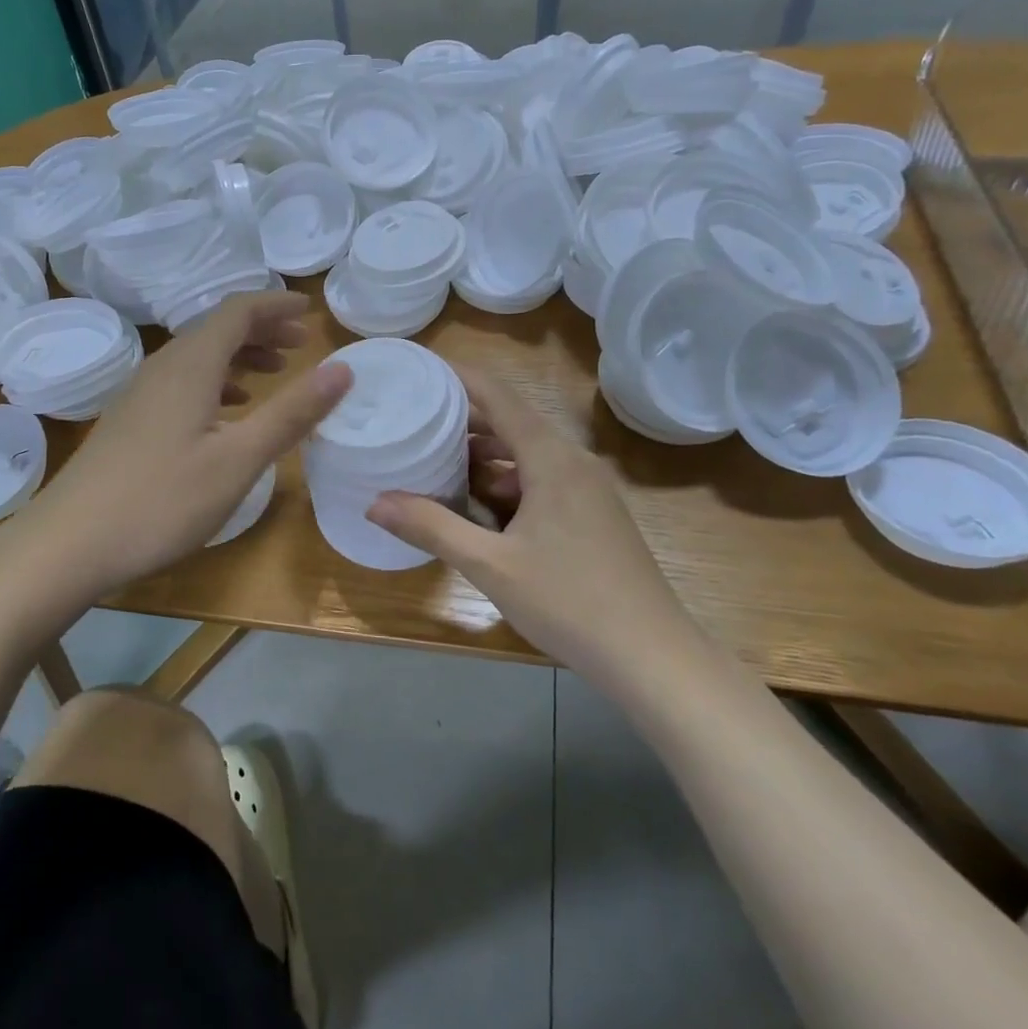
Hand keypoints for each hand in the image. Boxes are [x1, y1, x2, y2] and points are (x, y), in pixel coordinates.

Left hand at [15, 291, 350, 600]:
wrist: (69, 543)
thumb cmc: (161, 500)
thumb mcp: (238, 459)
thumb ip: (292, 412)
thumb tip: (342, 369)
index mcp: (190, 365)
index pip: (238, 310)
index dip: (277, 304)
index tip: (311, 312)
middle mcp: (163, 366)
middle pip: (217, 328)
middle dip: (263, 328)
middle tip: (301, 343)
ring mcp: (141, 393)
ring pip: (199, 356)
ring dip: (240, 355)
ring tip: (275, 371)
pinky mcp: (131, 419)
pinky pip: (183, 381)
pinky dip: (217, 382)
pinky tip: (228, 411)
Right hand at [367, 366, 690, 670]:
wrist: (653, 658)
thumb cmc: (570, 602)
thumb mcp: (490, 565)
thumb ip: (432, 528)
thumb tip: (375, 503)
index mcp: (551, 458)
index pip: (499, 396)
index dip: (459, 378)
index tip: (419, 370)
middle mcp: (572, 462)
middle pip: (511, 423)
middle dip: (462, 420)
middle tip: (413, 419)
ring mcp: (587, 490)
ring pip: (526, 455)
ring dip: (484, 456)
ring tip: (435, 460)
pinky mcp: (593, 515)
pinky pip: (541, 480)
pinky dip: (506, 483)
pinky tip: (478, 507)